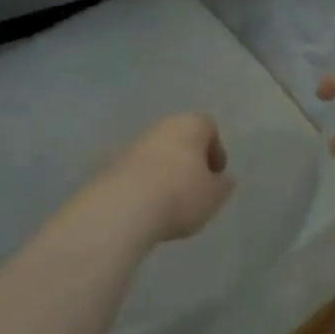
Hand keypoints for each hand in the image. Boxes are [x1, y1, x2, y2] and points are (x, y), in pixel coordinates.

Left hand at [101, 113, 234, 243]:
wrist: (122, 209)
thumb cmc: (180, 194)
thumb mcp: (214, 196)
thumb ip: (223, 185)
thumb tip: (223, 179)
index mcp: (190, 124)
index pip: (209, 127)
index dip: (215, 151)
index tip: (216, 175)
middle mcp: (161, 127)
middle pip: (181, 139)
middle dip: (189, 161)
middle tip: (195, 188)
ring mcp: (133, 145)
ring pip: (157, 155)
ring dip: (166, 173)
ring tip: (171, 202)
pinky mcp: (111, 165)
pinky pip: (137, 172)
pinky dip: (145, 185)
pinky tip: (149, 208)